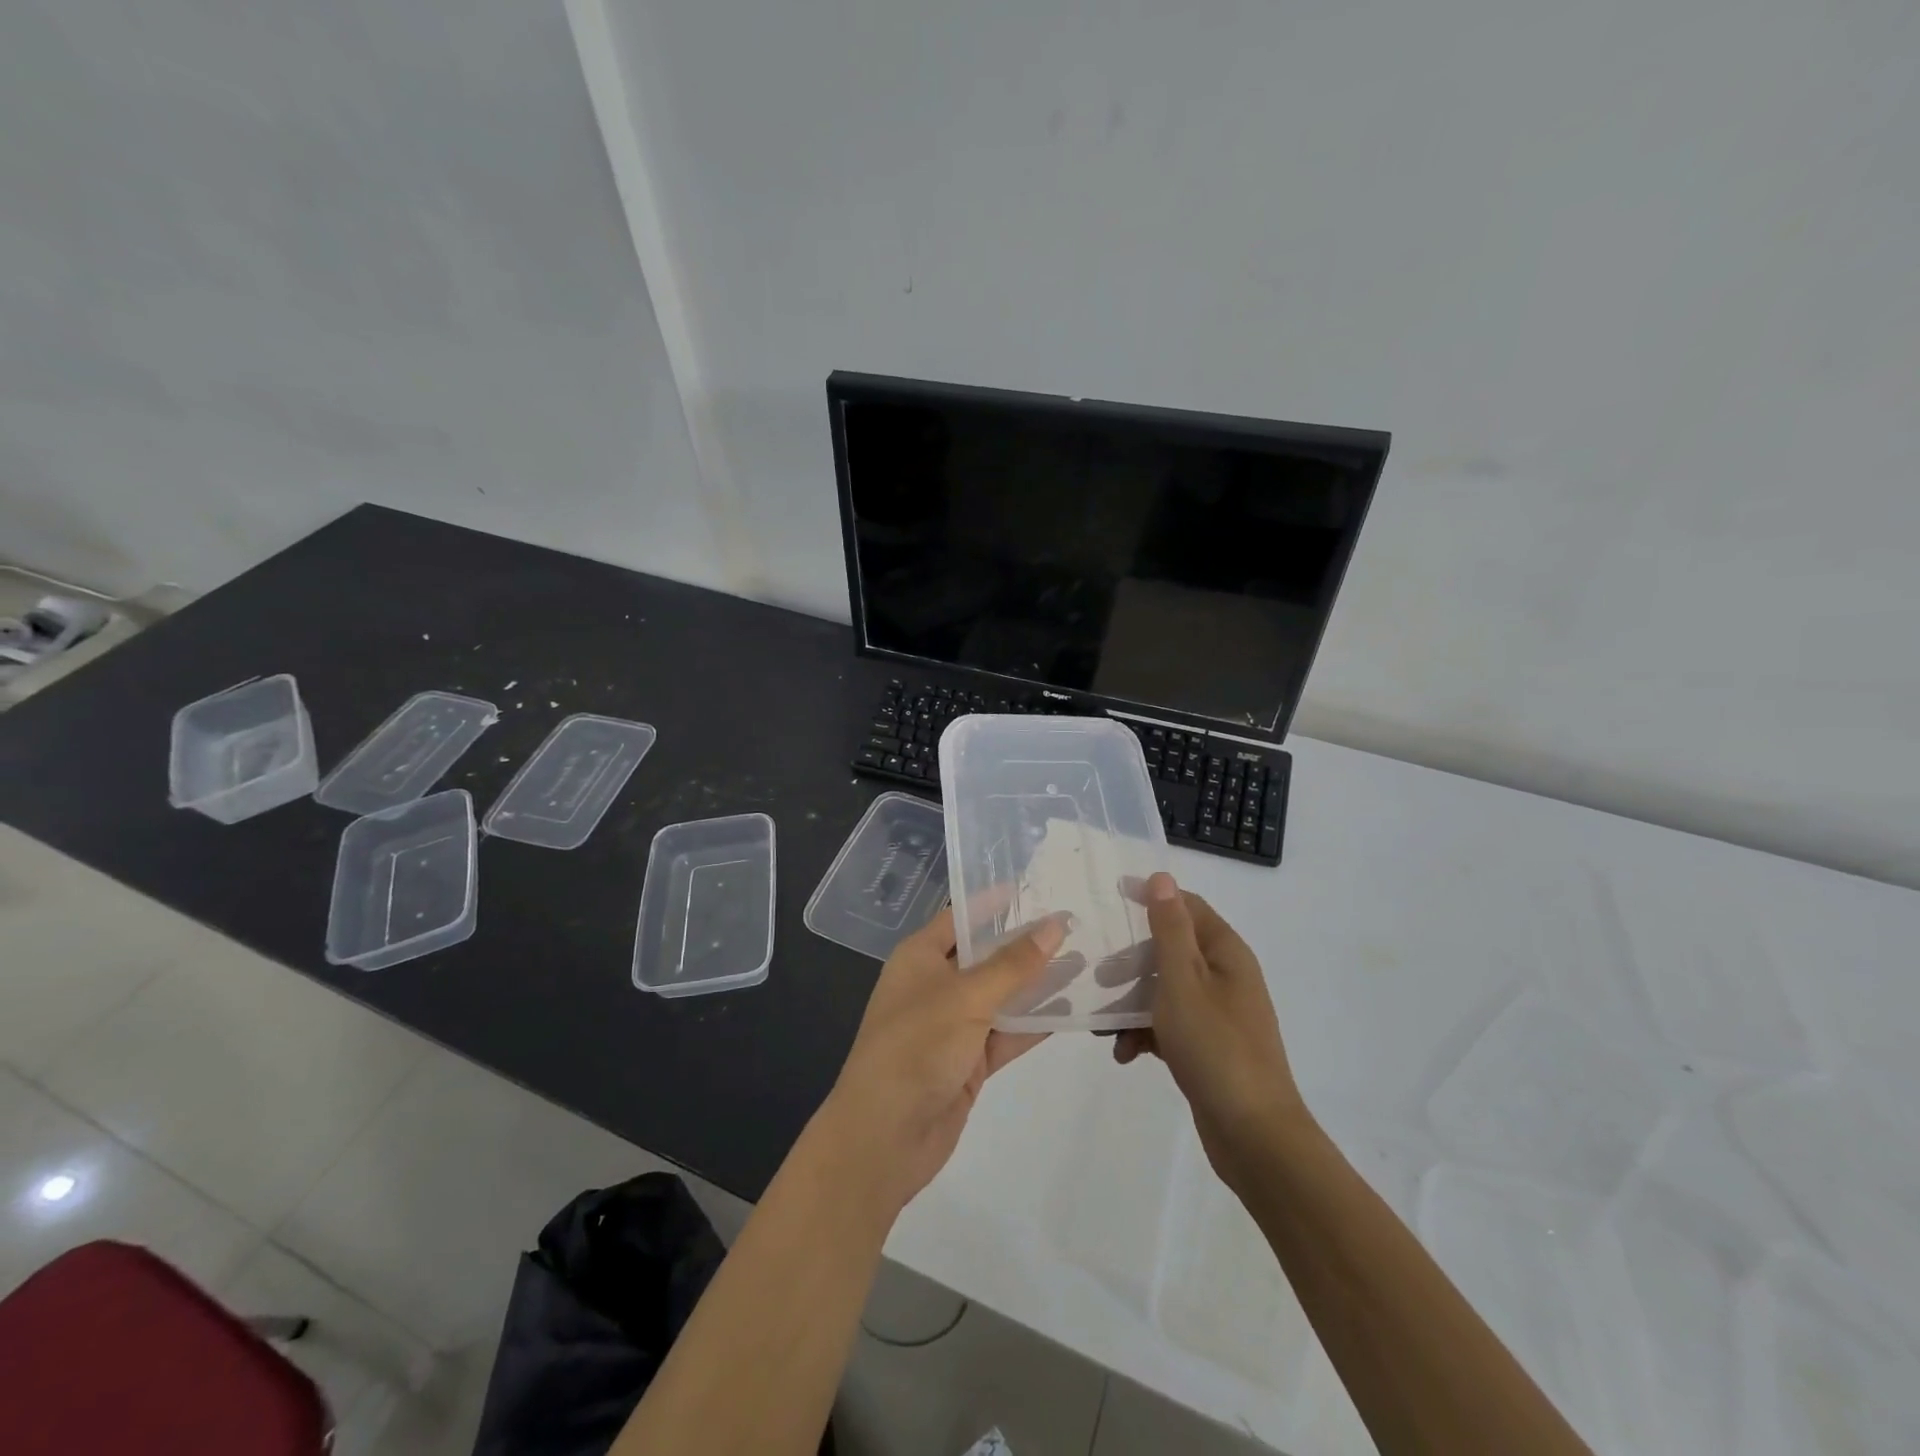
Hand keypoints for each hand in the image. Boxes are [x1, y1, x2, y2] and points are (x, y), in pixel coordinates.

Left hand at [823, 908, 1063, 1215]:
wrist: (885, 1138)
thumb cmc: (916, 1048)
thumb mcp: (966, 998)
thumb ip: (1013, 964)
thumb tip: (1055, 924)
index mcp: (919, 957)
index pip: (961, 916)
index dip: (997, 902)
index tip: (1039, 888)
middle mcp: (934, 984)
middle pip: (985, 955)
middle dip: (1025, 943)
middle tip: (1075, 923)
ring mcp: (952, 1025)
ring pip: (1000, 995)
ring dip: (1036, 984)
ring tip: (1086, 961)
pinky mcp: (968, 1061)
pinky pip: (1006, 1033)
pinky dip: (1034, 1024)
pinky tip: (1073, 1010)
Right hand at [1112, 872, 1307, 1188]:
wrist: (1253, 1135)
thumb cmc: (1215, 1046)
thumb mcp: (1183, 980)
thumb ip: (1169, 928)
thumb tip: (1162, 877)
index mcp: (1225, 952)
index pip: (1187, 906)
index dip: (1152, 898)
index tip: (1110, 900)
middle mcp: (1225, 976)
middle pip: (1171, 949)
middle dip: (1131, 959)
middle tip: (1097, 971)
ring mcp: (1218, 1014)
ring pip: (1165, 989)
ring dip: (1132, 1000)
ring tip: (1102, 1020)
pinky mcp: (1208, 1046)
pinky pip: (1170, 1024)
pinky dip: (1145, 1032)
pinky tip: (1124, 1052)